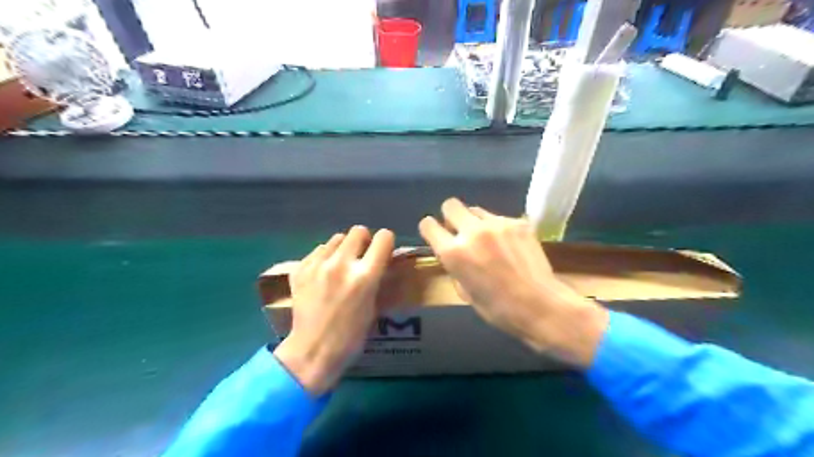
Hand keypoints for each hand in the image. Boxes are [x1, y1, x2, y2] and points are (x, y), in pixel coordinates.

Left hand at [276, 227, 396, 394]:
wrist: (312, 351)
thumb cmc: (351, 336)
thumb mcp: (374, 306)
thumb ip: (376, 278)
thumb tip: (379, 260)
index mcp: (365, 276)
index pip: (383, 238)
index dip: (386, 242)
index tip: (383, 250)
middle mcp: (342, 264)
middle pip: (358, 231)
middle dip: (363, 241)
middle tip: (361, 256)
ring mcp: (317, 265)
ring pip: (336, 238)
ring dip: (343, 248)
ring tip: (340, 266)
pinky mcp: (300, 269)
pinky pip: (318, 251)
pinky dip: (324, 258)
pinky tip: (323, 275)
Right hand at [422, 198, 606, 365]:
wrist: (539, 305)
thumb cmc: (497, 308)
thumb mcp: (464, 291)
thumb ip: (454, 266)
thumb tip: (454, 253)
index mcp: (453, 252)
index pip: (428, 225)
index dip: (430, 229)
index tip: (436, 234)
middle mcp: (471, 231)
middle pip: (451, 205)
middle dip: (450, 216)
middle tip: (460, 231)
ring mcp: (496, 224)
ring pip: (475, 209)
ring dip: (475, 222)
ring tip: (488, 239)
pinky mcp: (518, 222)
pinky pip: (499, 218)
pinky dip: (498, 228)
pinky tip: (509, 245)